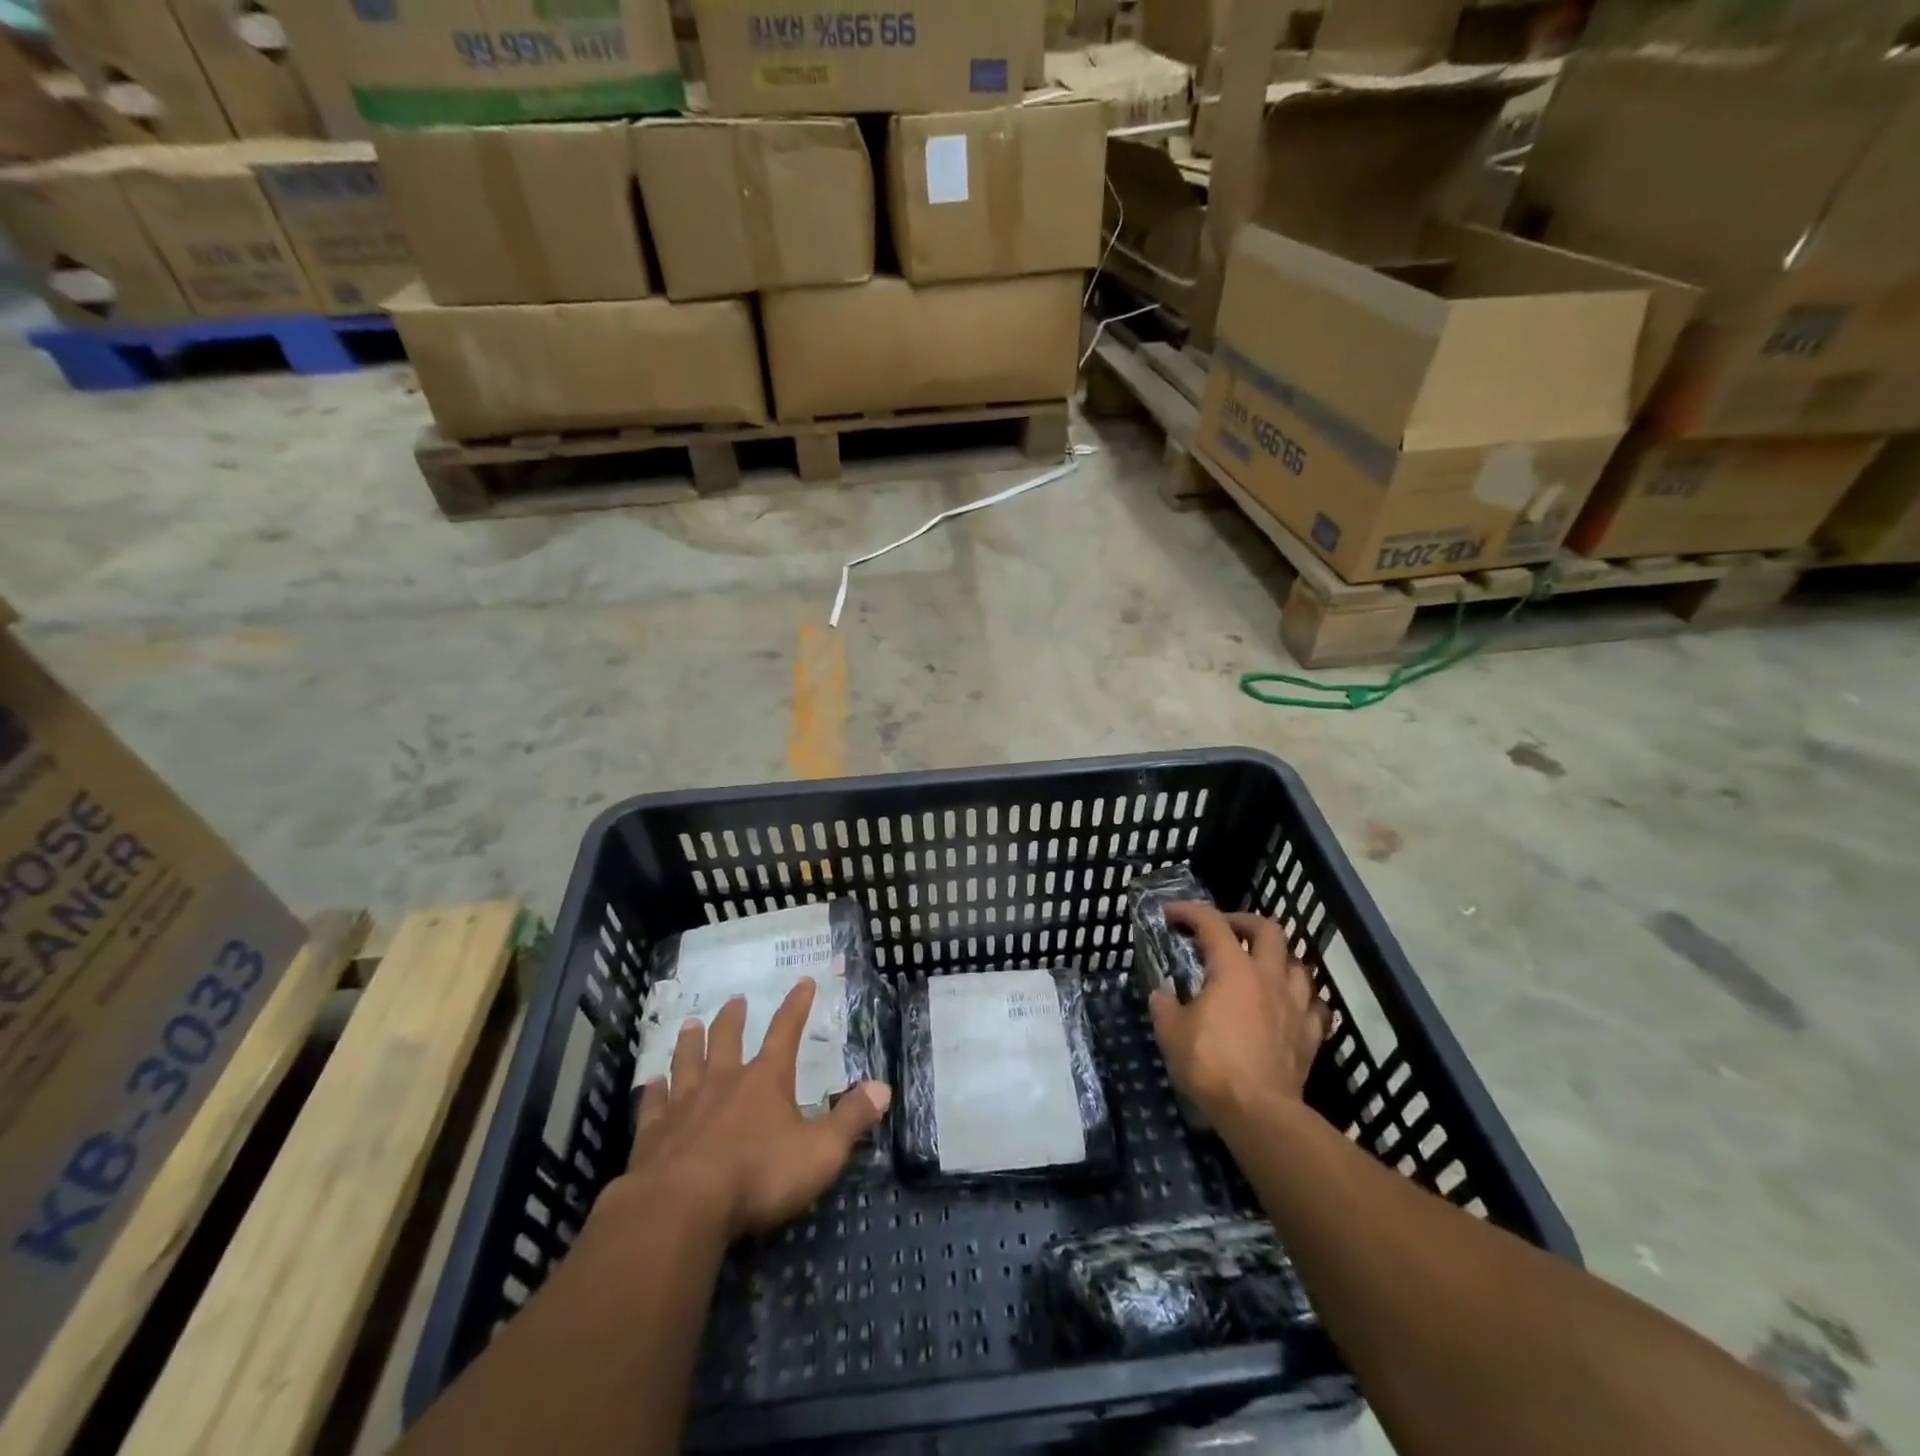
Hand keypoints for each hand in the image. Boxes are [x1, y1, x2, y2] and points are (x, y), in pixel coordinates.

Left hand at [625, 979, 891, 1241]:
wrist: (682, 1208)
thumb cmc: (759, 1176)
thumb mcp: (821, 1151)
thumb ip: (852, 1119)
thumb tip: (884, 1088)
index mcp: (766, 1080)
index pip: (787, 1031)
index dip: (797, 1006)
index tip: (803, 981)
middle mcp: (724, 1082)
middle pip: (727, 1040)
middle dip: (733, 1019)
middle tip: (735, 1000)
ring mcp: (684, 1106)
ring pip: (686, 1063)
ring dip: (689, 1043)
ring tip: (689, 1025)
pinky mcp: (652, 1135)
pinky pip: (653, 1104)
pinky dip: (654, 1091)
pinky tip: (651, 1083)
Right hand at [1149, 904, 1331, 1124]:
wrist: (1259, 1111)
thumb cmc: (1210, 1064)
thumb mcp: (1171, 1032)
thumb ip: (1165, 1006)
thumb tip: (1162, 995)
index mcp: (1233, 969)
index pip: (1211, 923)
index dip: (1189, 912)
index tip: (1171, 913)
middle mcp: (1268, 977)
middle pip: (1268, 930)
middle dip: (1244, 922)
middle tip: (1225, 930)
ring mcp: (1295, 1005)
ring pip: (1297, 964)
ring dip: (1278, 958)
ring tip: (1260, 967)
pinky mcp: (1310, 1035)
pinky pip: (1314, 1006)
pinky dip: (1301, 999)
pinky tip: (1289, 1005)